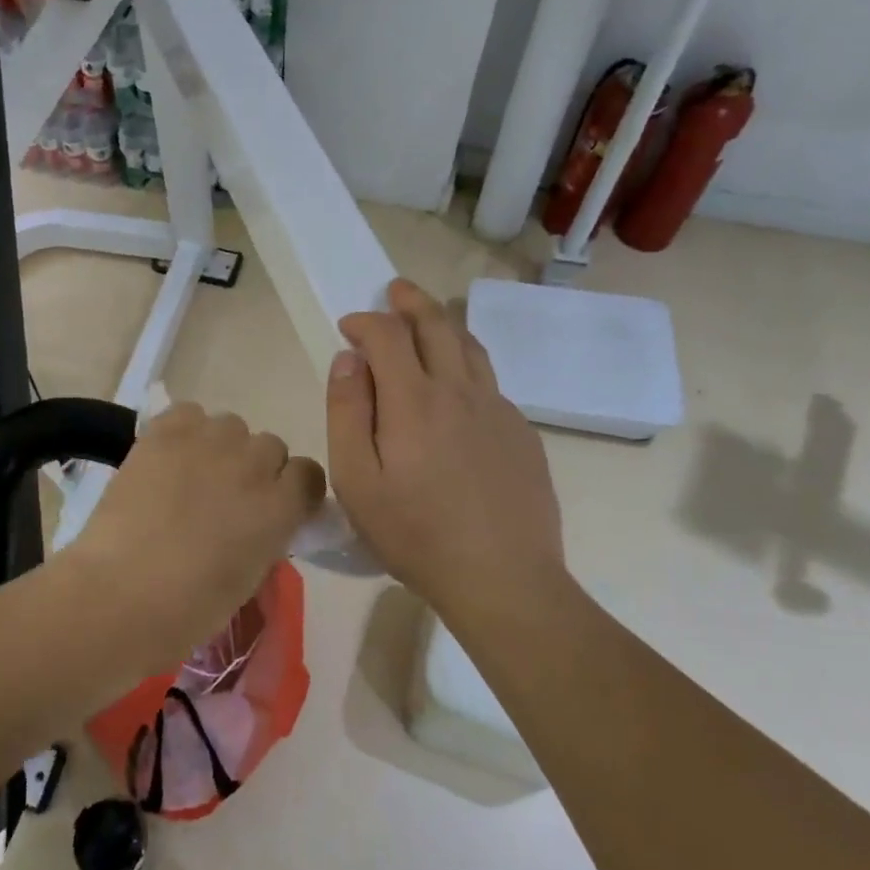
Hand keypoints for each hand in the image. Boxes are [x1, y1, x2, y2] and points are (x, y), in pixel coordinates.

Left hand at [68, 403, 325, 657]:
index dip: (292, 488)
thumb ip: (264, 537)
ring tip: (191, 474)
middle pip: (270, 446)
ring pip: (231, 426)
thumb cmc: (189, 608)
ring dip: (220, 447)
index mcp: (280, 507)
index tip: (274, 504)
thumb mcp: (248, 578)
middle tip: (225, 496)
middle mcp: (254, 464)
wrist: (122, 592)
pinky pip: (189, 413)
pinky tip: (167, 456)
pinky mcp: (166, 433)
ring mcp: (210, 442)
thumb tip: (255, 523)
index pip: (308, 474)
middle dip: (254, 469)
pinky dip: (183, 430)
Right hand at [327, 279, 568, 616]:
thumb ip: (347, 412)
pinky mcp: (521, 432)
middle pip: (437, 325)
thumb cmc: (415, 534)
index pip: (388, 335)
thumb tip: (348, 359)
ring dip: (445, 324)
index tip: (349, 326)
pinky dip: (467, 364)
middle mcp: (460, 390)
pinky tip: (458, 388)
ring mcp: (498, 409)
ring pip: (470, 347)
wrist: (503, 578)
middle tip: (395, 291)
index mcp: (414, 399)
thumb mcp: (357, 480)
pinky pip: (490, 381)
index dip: (365, 321)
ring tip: (429, 320)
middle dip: (411, 302)